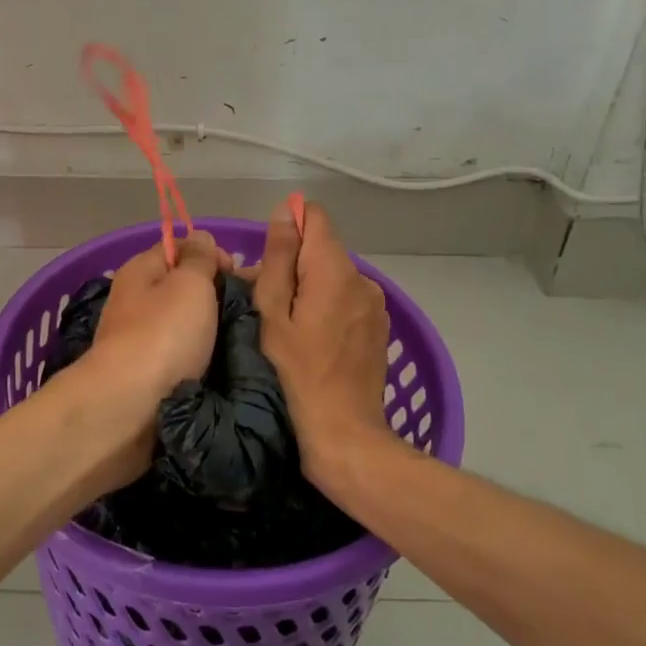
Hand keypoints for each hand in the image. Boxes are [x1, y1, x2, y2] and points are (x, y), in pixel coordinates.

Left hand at [78, 230, 228, 483]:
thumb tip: (201, 239)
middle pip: (184, 288)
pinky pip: (183, 356)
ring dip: (214, 330)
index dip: (212, 254)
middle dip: (218, 295)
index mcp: (140, 272)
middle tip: (254, 310)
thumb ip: (199, 259)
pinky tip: (227, 365)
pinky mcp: (149, 377)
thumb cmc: (162, 336)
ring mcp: (141, 341)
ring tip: (248, 339)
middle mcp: (137, 302)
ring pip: (186, 325)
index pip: (179, 248)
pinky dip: (203, 358)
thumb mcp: (188, 284)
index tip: (239, 274)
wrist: (128, 410)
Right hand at [250, 201, 395, 481]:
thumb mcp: (273, 313)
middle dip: (294, 264)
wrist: (344, 432)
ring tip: (288, 325)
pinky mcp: (379, 325)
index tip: (269, 260)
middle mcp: (361, 277)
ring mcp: (375, 302)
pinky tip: (314, 339)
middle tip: (266, 303)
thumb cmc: (296, 372)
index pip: (315, 216)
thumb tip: (285, 213)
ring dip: (310, 287)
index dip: (289, 227)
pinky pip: (347, 298)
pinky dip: (328, 306)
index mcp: (334, 268)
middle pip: (322, 249)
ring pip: (334, 275)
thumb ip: (279, 258)